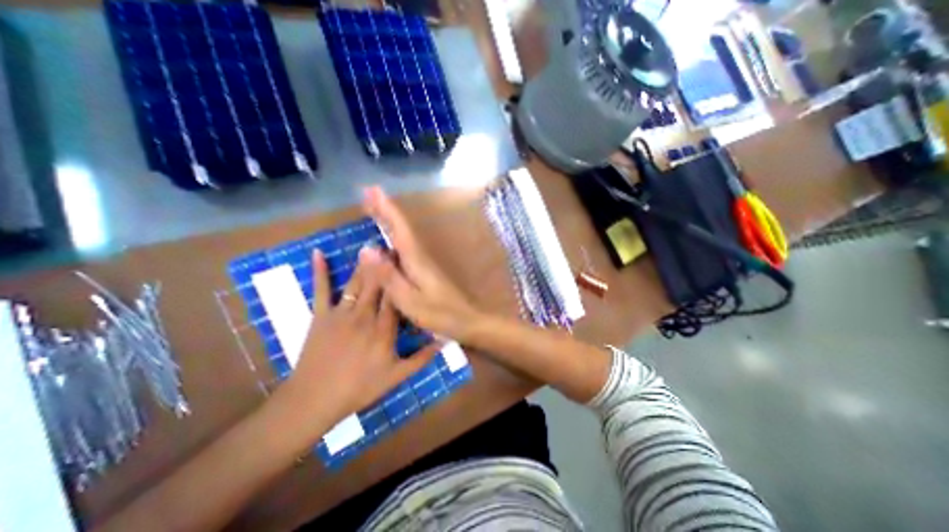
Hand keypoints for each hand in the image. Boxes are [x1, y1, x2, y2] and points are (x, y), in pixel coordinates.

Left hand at [282, 247, 439, 425]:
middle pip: (378, 285)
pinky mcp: (321, 316)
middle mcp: (365, 316)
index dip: (402, 278)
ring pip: (357, 283)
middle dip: (386, 264)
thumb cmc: (359, 388)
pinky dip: (320, 271)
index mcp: (383, 329)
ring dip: (365, 264)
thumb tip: (444, 342)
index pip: (396, 297)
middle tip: (392, 245)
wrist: (314, 400)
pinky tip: (317, 253)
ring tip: (372, 246)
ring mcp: (341, 313)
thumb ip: (421, 359)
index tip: (408, 261)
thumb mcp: (396, 377)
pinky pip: (321, 290)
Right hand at [365, 186, 482, 339]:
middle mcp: (420, 257)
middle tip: (369, 194)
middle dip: (385, 211)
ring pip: (403, 237)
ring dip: (390, 221)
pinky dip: (395, 239)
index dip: (386, 210)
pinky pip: (405, 249)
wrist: (467, 321)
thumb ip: (389, 276)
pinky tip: (388, 242)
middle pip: (401, 229)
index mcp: (416, 260)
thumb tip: (367, 249)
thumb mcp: (409, 299)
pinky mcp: (425, 272)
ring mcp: (424, 264)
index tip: (372, 190)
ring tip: (374, 209)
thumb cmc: (439, 314)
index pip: (399, 229)